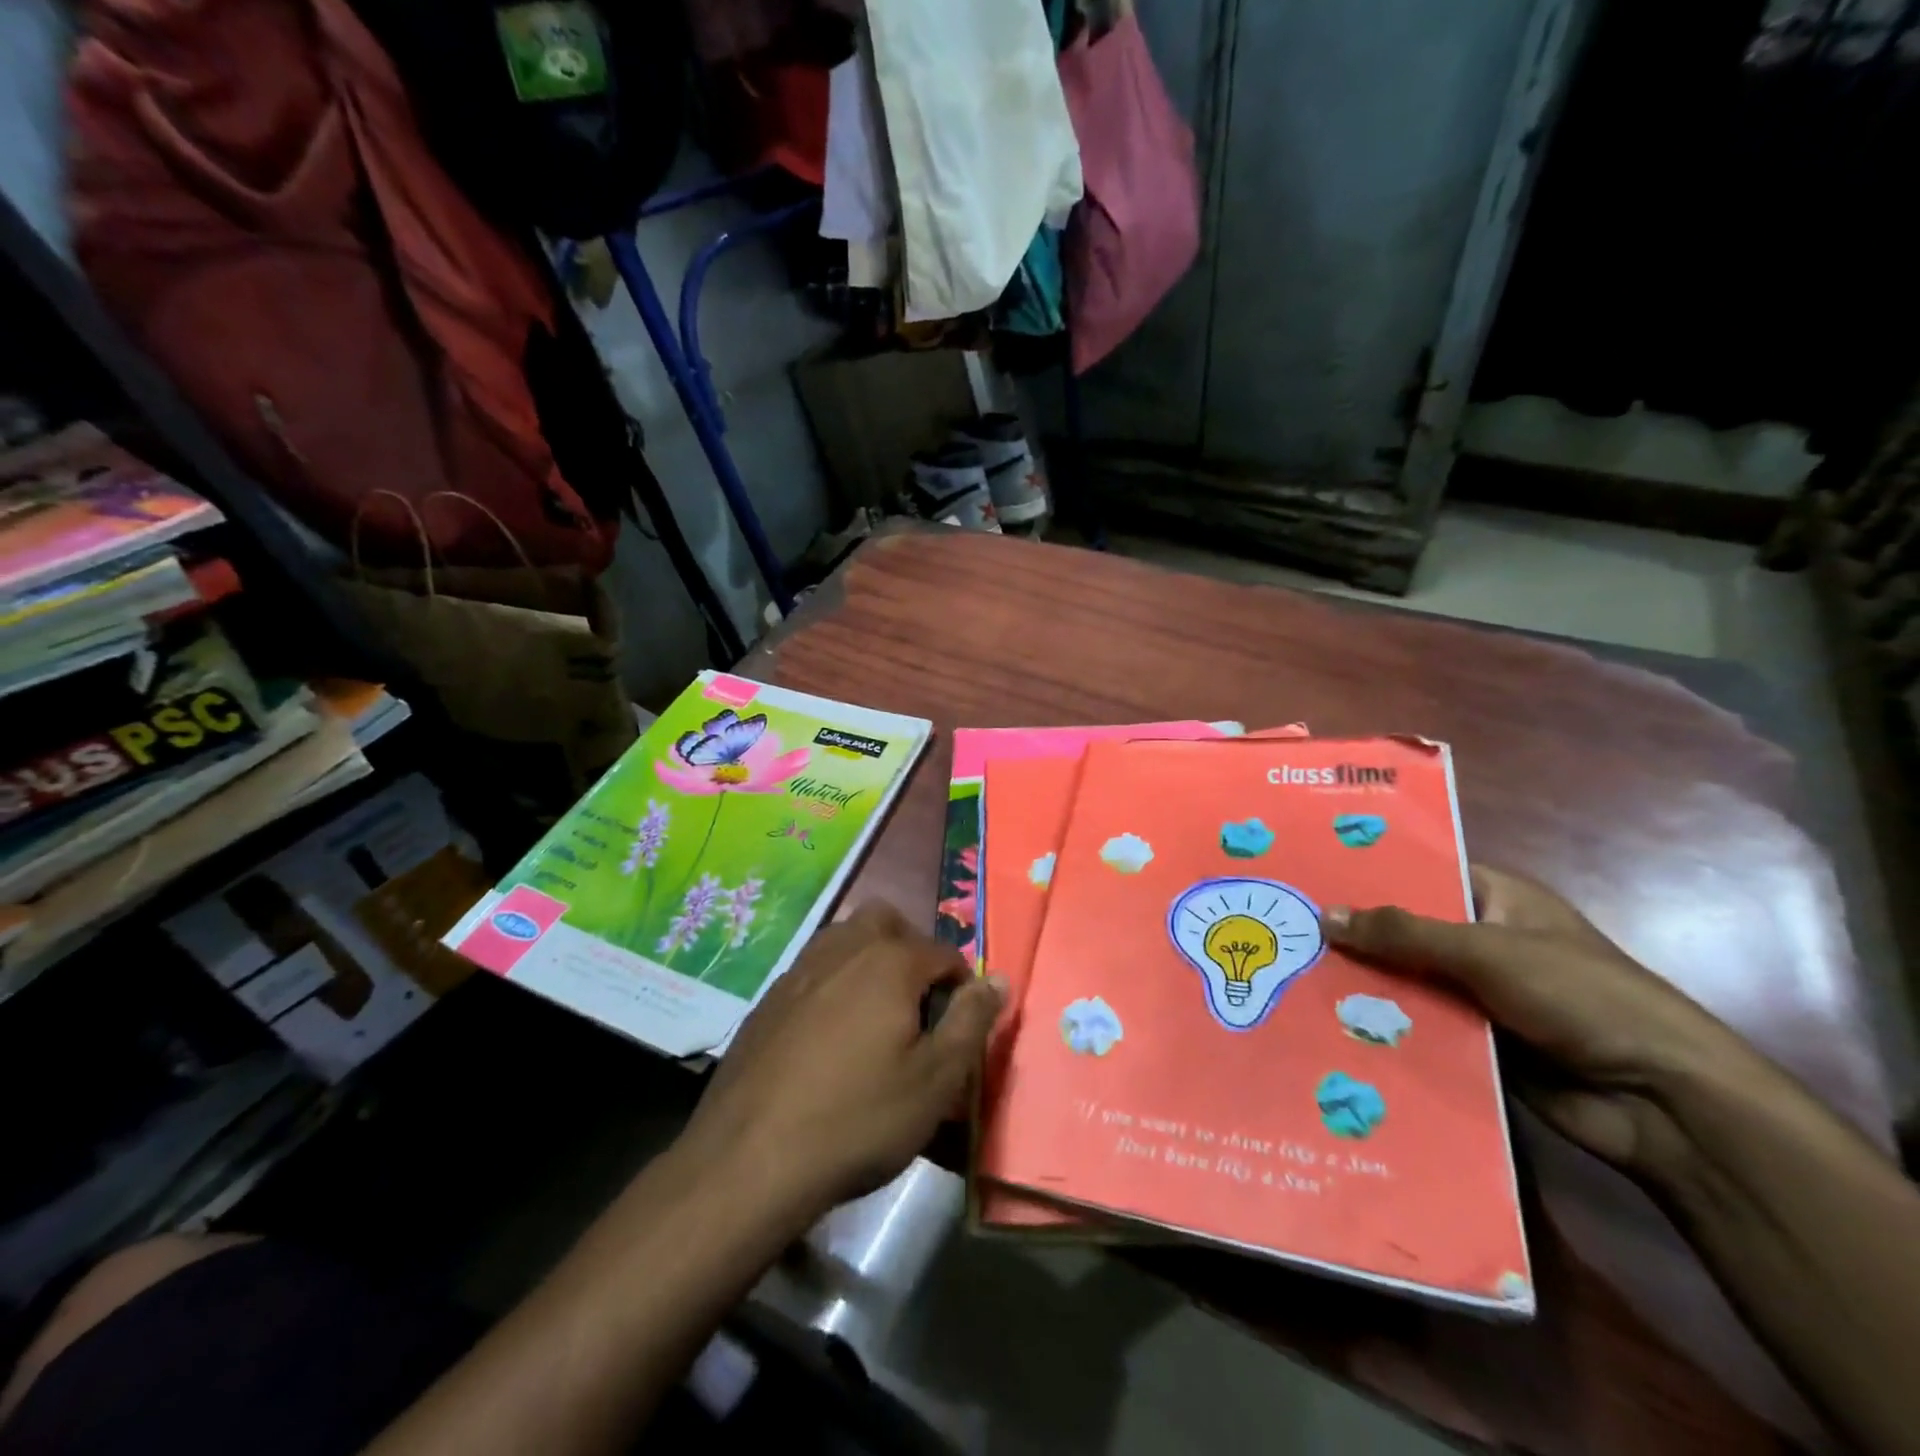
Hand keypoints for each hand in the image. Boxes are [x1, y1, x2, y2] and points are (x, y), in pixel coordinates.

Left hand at [682, 901, 1006, 1221]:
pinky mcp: (768, 998)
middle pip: (886, 921)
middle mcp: (843, 948)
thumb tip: (998, 978)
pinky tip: (828, 1037)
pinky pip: (813, 970)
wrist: (750, 1159)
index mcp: (890, 960)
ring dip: (869, 959)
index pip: (943, 951)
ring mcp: (799, 969)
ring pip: (844, 938)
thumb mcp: (935, 1080)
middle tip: (917, 1003)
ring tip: (876, 1016)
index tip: (959, 1025)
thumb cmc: (859, 1119)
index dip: (961, 984)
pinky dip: (833, 983)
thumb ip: (971, 1021)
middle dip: (911, 948)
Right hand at [1325, 866, 1755, 1174]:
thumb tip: (1325, 914)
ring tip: (1293, 973)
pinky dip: (1384, 1025)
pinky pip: (1418, 1025)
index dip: (1369, 872)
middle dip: (1355, 933)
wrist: (1663, 1103)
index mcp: (1498, 899)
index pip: (1422, 873)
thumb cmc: (1582, 998)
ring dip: (1364, 983)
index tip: (1308, 873)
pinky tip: (1329, 1022)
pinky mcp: (1477, 1041)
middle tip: (1286, 927)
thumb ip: (1403, 933)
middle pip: (1406, 930)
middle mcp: (1485, 940)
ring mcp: (1480, 993)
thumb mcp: (1486, 951)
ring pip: (1407, 980)